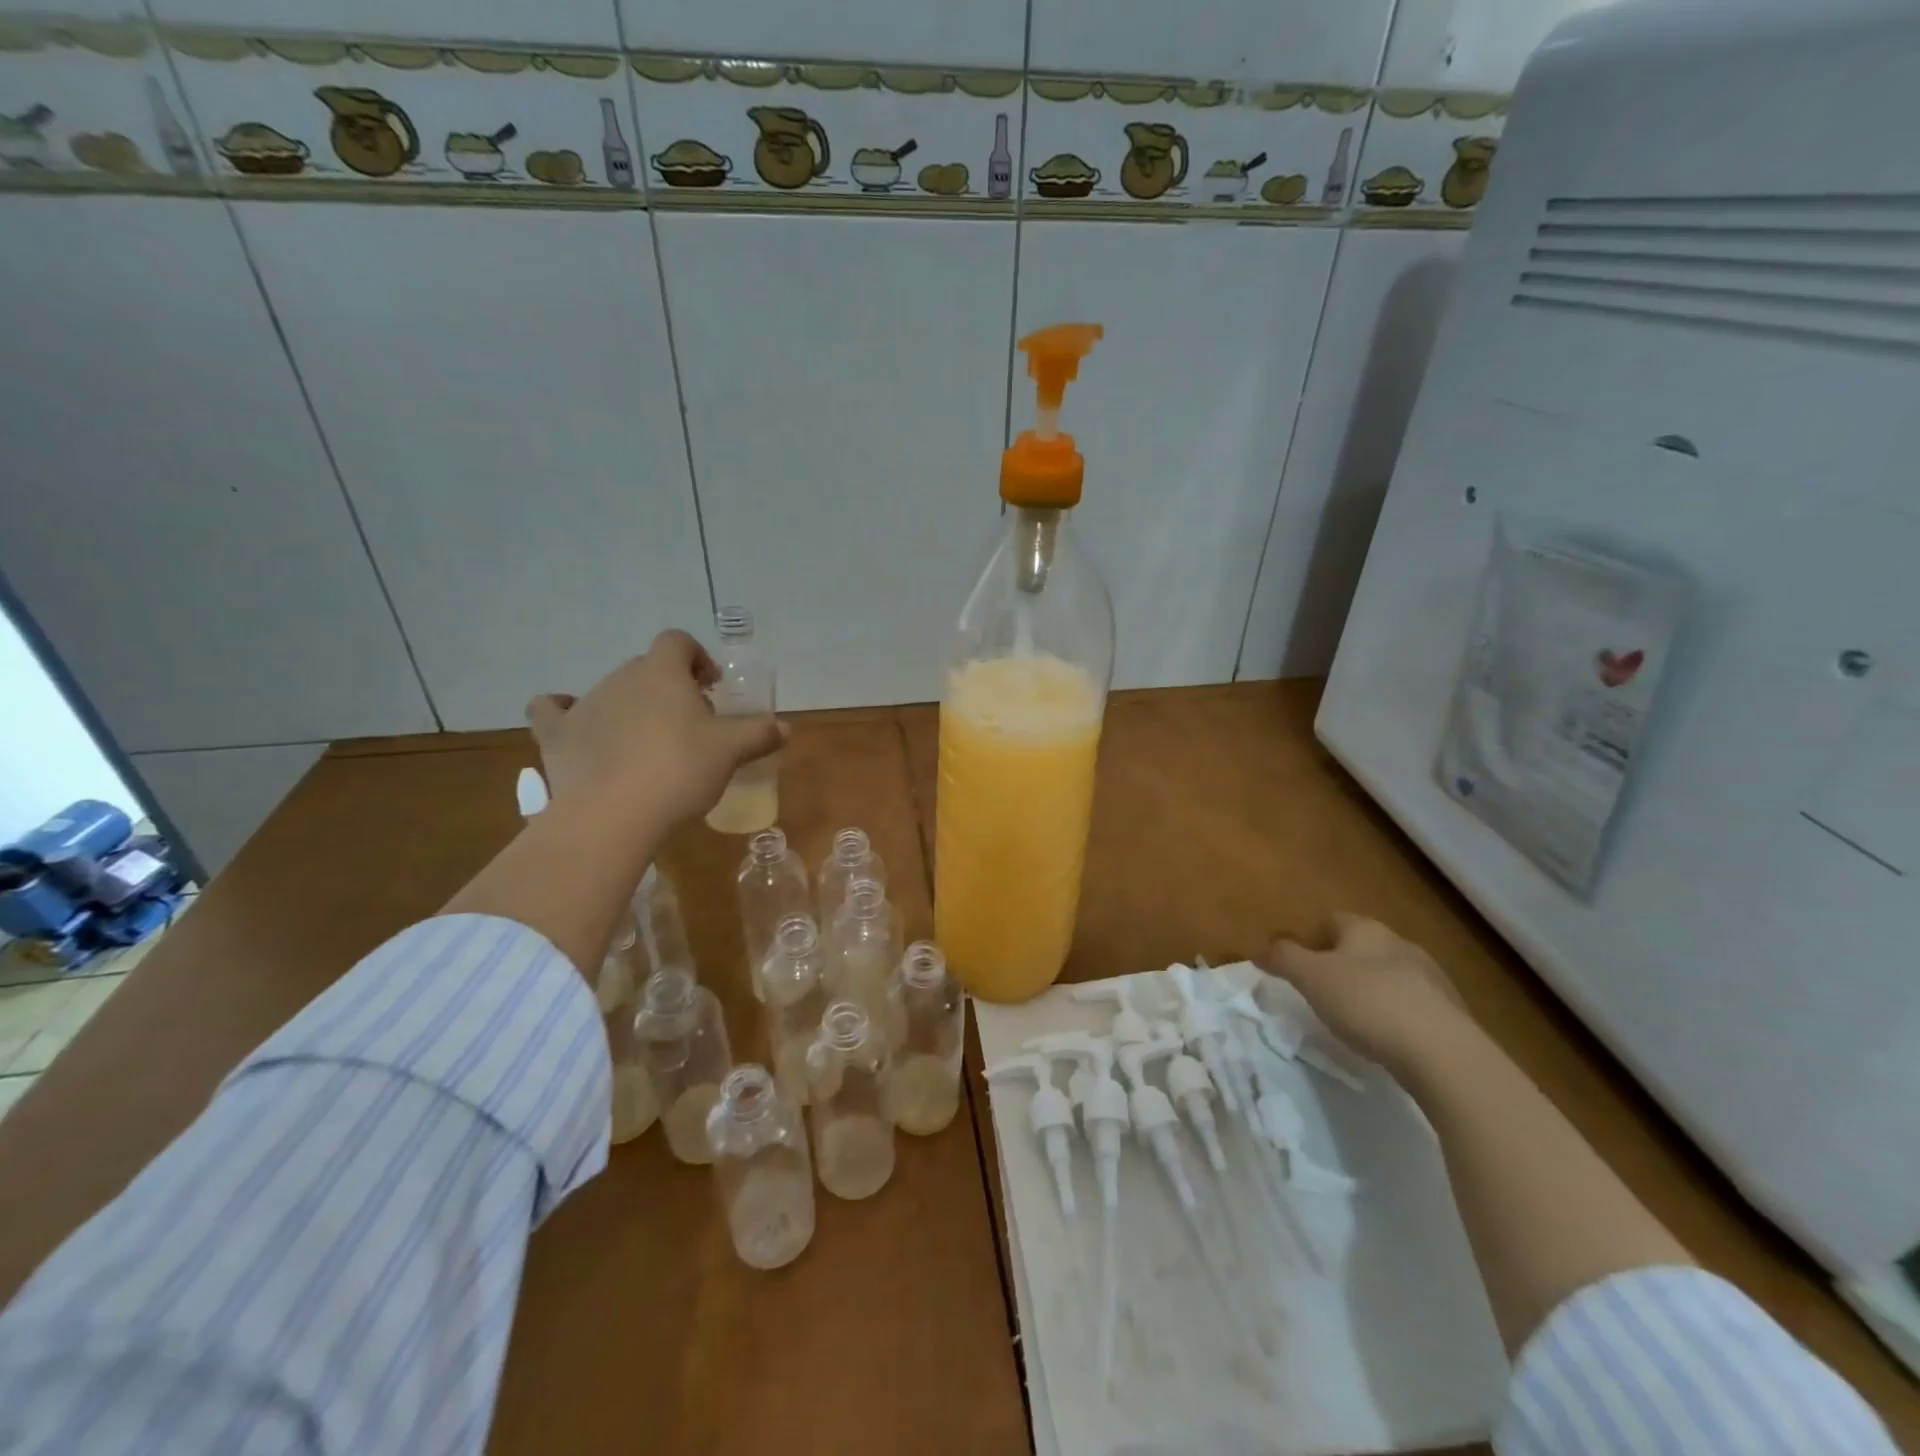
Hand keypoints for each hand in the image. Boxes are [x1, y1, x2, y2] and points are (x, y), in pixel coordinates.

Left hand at [525, 629, 786, 829]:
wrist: (614, 814)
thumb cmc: (680, 771)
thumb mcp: (731, 752)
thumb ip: (759, 734)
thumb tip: (785, 728)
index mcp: (663, 672)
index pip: (677, 641)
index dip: (696, 657)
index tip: (711, 686)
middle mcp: (621, 678)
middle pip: (647, 668)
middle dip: (668, 688)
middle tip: (689, 724)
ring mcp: (584, 705)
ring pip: (611, 692)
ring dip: (631, 706)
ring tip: (647, 745)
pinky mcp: (556, 736)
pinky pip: (552, 711)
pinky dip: (563, 713)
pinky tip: (575, 727)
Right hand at [1260, 914, 1466, 1074]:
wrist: (1443, 1053)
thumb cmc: (1366, 1003)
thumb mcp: (1310, 978)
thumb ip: (1283, 959)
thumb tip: (1260, 950)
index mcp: (1365, 929)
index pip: (1331, 921)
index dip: (1310, 939)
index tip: (1297, 965)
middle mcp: (1400, 943)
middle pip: (1361, 947)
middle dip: (1341, 964)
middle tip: (1320, 992)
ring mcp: (1431, 977)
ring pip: (1389, 974)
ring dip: (1370, 989)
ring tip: (1353, 1019)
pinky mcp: (1451, 1012)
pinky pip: (1412, 1004)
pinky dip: (1395, 1014)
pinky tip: (1386, 1038)